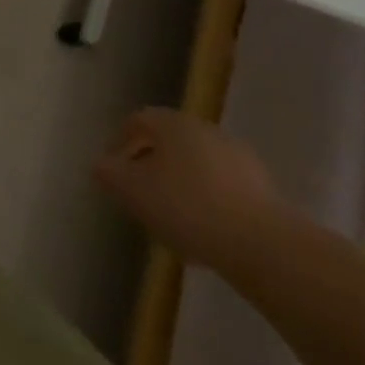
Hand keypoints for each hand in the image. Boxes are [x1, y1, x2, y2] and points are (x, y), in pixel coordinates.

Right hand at [94, 109, 288, 268]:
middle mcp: (207, 130)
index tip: (112, 169)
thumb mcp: (132, 191)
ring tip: (169, 217)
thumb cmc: (187, 207)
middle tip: (138, 193)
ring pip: (196, 164)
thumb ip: (109, 173)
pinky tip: (202, 231)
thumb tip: (101, 165)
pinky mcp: (262, 188)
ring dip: (179, 183)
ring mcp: (238, 158)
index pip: (138, 120)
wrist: (263, 244)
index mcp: (174, 124)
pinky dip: (206, 200)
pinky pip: (221, 186)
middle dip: (150, 164)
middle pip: (169, 141)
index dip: (119, 141)